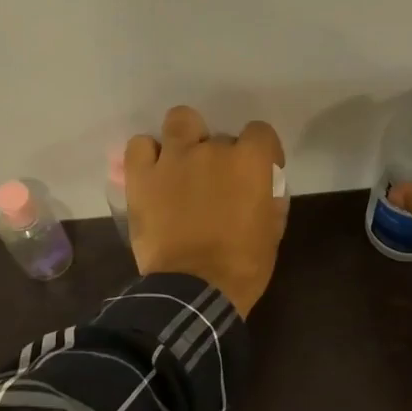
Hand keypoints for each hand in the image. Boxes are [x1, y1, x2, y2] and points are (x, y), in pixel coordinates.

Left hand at [126, 106, 287, 316]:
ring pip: (180, 120)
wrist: (194, 289)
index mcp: (249, 163)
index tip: (262, 170)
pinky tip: (155, 173)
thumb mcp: (272, 233)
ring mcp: (173, 159)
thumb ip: (270, 201)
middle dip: (223, 156)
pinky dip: (148, 155)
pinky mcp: (142, 177)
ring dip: (186, 137)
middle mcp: (212, 150)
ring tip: (184, 163)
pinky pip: (139, 146)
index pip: (261, 132)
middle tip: (218, 183)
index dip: (264, 150)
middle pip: (221, 136)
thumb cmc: (243, 265)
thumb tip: (264, 191)